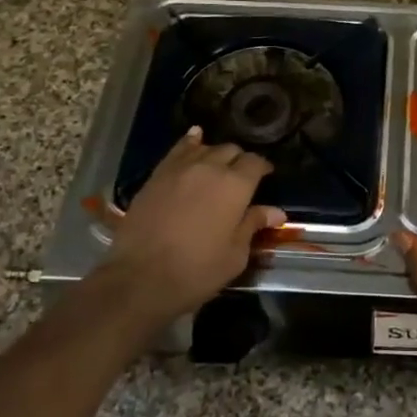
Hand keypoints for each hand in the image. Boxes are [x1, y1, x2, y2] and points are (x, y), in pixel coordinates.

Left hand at [93, 127, 284, 331]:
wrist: (140, 277)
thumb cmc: (197, 270)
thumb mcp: (235, 254)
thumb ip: (253, 225)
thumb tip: (276, 212)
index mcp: (235, 185)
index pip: (255, 163)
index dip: (263, 168)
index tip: (266, 177)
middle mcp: (210, 167)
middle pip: (230, 151)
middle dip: (239, 160)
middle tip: (241, 178)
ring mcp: (180, 168)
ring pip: (205, 148)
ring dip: (216, 154)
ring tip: (218, 165)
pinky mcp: (156, 175)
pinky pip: (177, 150)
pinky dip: (190, 143)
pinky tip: (194, 138)